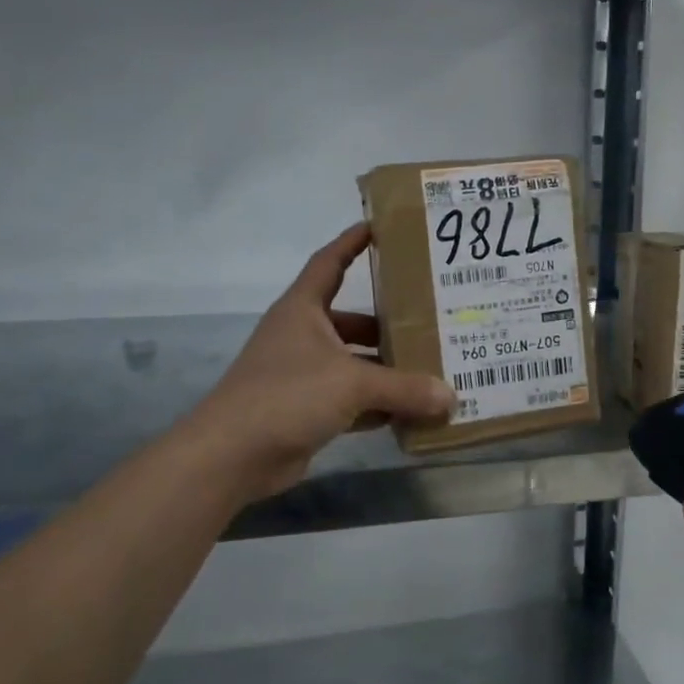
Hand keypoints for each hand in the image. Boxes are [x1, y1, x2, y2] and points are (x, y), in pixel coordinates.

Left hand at [189, 224, 455, 499]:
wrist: (232, 456)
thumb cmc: (287, 396)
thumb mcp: (352, 383)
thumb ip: (405, 388)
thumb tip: (451, 397)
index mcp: (303, 309)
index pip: (330, 262)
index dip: (353, 242)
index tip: (383, 227)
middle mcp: (303, 336)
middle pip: (353, 320)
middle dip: (390, 322)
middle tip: (434, 320)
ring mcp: (304, 374)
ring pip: (356, 363)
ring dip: (389, 368)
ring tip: (434, 366)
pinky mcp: (308, 410)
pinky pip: (353, 400)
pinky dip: (380, 404)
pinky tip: (413, 410)